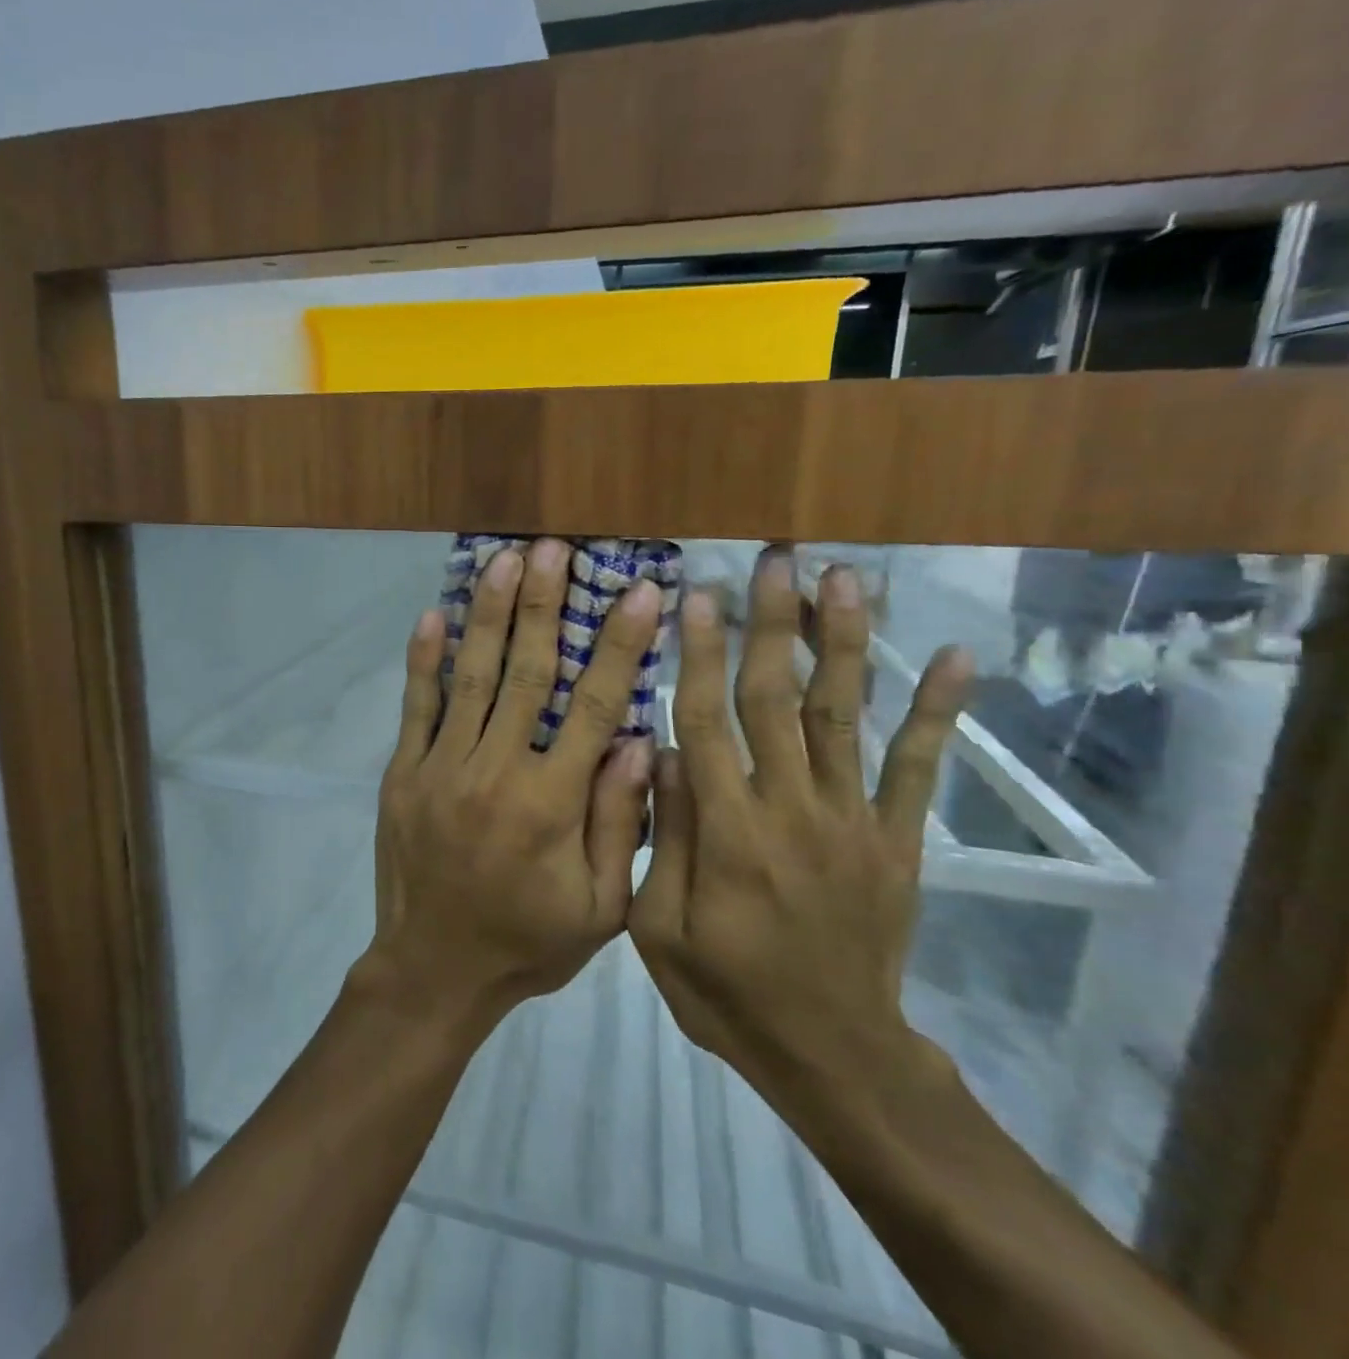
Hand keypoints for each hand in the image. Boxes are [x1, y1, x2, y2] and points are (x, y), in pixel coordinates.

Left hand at [358, 538, 661, 1027]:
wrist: (433, 971)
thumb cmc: (526, 944)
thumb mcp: (599, 908)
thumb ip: (619, 824)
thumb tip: (640, 742)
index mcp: (550, 803)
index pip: (593, 706)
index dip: (619, 645)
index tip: (639, 592)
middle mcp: (494, 771)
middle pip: (525, 672)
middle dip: (542, 605)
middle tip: (553, 548)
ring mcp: (441, 767)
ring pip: (471, 678)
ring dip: (488, 615)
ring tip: (502, 561)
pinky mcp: (403, 773)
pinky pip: (416, 708)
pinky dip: (424, 661)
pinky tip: (433, 615)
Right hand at [629, 549, 971, 1085]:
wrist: (834, 1055)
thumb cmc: (727, 992)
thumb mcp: (658, 931)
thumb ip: (662, 838)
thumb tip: (659, 752)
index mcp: (728, 832)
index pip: (707, 722)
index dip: (701, 655)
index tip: (697, 595)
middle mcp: (792, 810)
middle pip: (777, 699)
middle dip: (774, 624)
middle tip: (776, 559)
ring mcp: (853, 821)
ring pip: (844, 716)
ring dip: (845, 643)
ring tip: (847, 579)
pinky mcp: (897, 840)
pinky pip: (919, 769)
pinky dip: (937, 711)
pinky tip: (954, 657)